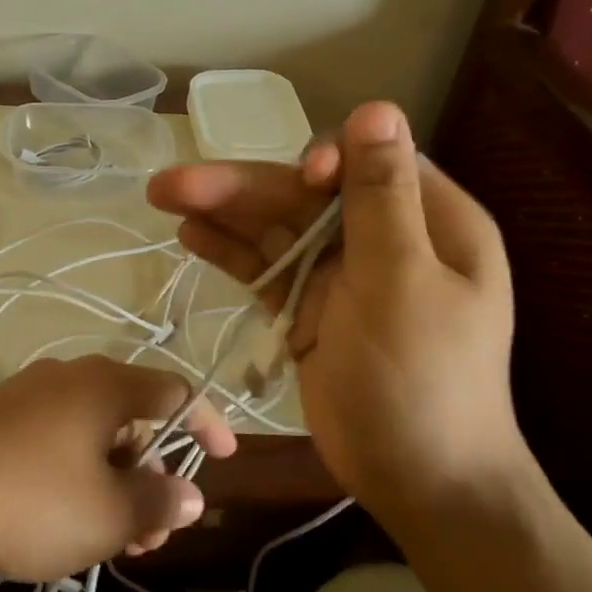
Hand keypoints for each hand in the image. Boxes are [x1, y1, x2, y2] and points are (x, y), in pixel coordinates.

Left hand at [0, 356, 236, 581]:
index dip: (207, 424)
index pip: (175, 392)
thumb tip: (192, 494)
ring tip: (109, 543)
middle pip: (132, 419)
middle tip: (151, 535)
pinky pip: (53, 442)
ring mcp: (25, 395)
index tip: (226, 460)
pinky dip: (75, 478)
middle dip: (152, 477)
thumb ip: (157, 502)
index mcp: (104, 386)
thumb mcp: (104, 515)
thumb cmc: (25, 500)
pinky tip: (61, 524)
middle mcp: (68, 377)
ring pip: (91, 436)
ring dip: (113, 484)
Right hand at [148, 101, 526, 529]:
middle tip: (168, 185)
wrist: (423, 483)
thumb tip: (375, 108)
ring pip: (275, 230)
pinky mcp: (309, 308)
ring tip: (163, 199)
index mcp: (428, 221)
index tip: (300, 181)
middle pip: (303, 197)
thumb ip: (382, 198)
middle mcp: (383, 238)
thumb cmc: (424, 382)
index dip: (319, 163)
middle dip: (241, 188)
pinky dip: (231, 252)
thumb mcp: (405, 282)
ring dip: (223, 214)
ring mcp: (342, 275)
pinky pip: (266, 269)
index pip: (364, 164)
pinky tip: (191, 237)